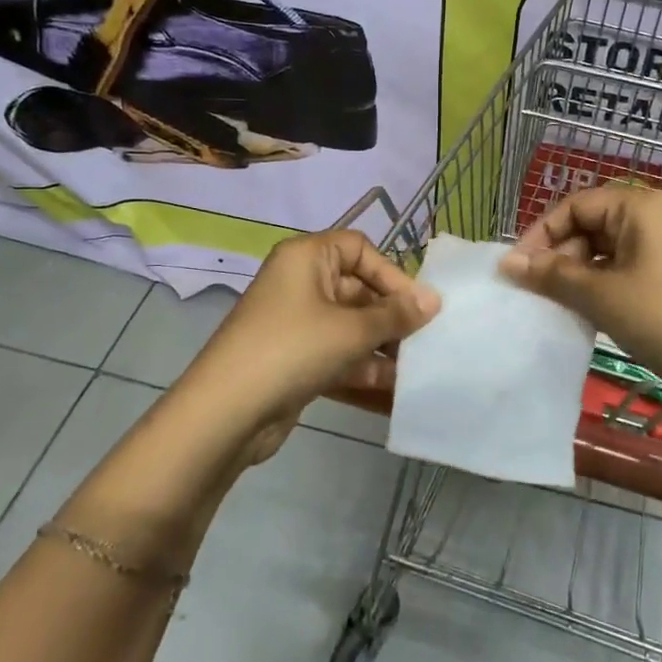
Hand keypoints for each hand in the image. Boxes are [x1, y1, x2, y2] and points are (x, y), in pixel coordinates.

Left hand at [182, 229, 439, 438]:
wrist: (227, 413)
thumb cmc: (292, 350)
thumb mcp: (351, 330)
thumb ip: (396, 315)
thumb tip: (434, 299)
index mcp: (306, 258)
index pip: (359, 249)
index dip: (391, 273)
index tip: (418, 306)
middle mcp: (300, 283)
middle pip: (358, 289)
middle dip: (391, 316)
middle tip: (426, 340)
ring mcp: (296, 323)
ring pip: (350, 326)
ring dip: (382, 346)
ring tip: (416, 369)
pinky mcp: (295, 359)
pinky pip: (338, 354)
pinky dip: (362, 368)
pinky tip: (394, 391)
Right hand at [498, 186, 661, 446]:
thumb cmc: (660, 318)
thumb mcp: (599, 294)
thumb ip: (551, 274)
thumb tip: (507, 263)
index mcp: (640, 206)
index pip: (576, 205)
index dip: (542, 233)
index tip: (518, 267)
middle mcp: (654, 216)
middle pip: (590, 223)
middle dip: (559, 254)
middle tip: (536, 289)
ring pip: (605, 248)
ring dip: (576, 272)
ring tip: (556, 302)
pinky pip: (623, 267)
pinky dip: (599, 284)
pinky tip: (583, 309)